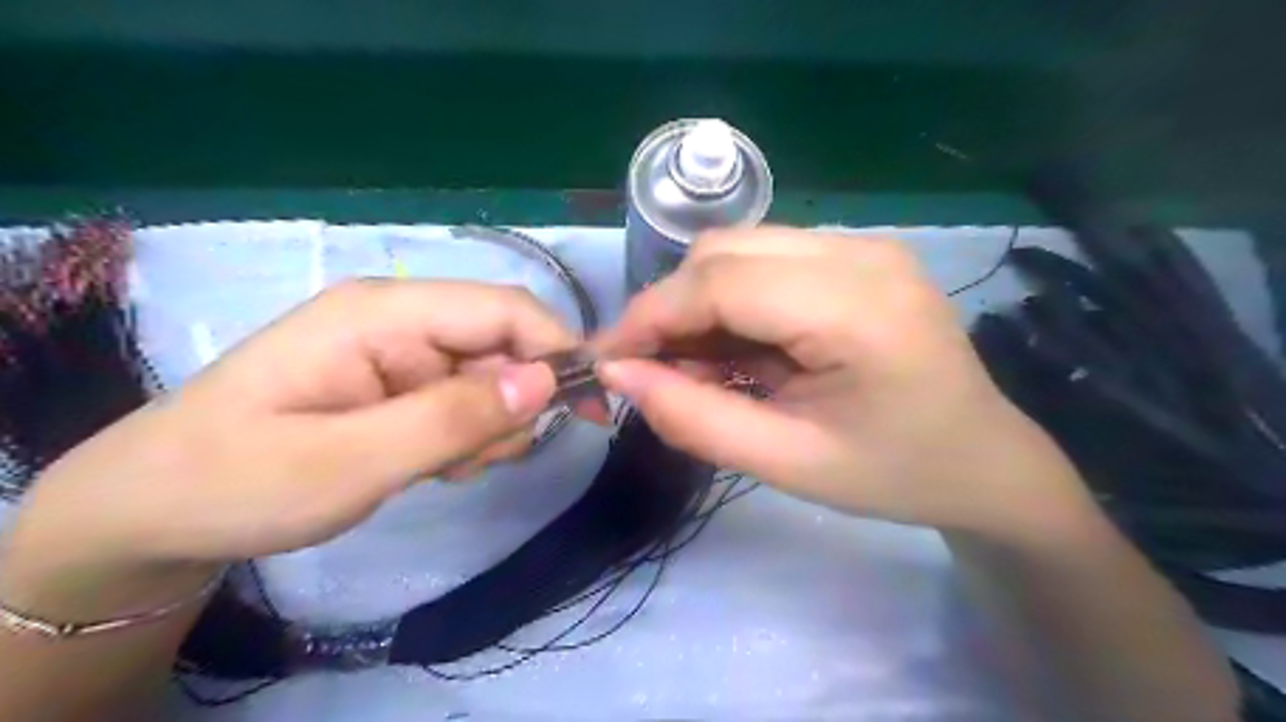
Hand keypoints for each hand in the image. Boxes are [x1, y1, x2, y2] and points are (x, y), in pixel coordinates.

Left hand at [3, 279, 578, 582]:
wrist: (154, 511)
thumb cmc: (238, 480)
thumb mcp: (351, 462)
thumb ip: (452, 419)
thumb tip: (546, 382)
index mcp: (385, 312)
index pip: (504, 310)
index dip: (559, 350)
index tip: (594, 407)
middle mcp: (400, 318)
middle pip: (504, 346)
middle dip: (511, 406)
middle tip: (474, 461)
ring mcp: (400, 350)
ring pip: (491, 379)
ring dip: (486, 427)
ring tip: (438, 467)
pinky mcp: (398, 381)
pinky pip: (465, 400)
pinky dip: (466, 437)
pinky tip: (427, 463)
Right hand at [599, 226, 1099, 541]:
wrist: (983, 461)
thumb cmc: (894, 475)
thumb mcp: (787, 464)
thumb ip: (694, 419)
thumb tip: (619, 374)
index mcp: (857, 306)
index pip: (721, 282)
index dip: (650, 316)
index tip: (607, 361)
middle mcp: (860, 251)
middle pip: (724, 251)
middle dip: (671, 308)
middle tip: (654, 371)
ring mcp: (863, 245)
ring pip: (739, 249)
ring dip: (700, 305)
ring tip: (701, 369)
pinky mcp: (857, 255)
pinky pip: (766, 261)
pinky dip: (732, 302)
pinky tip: (740, 351)